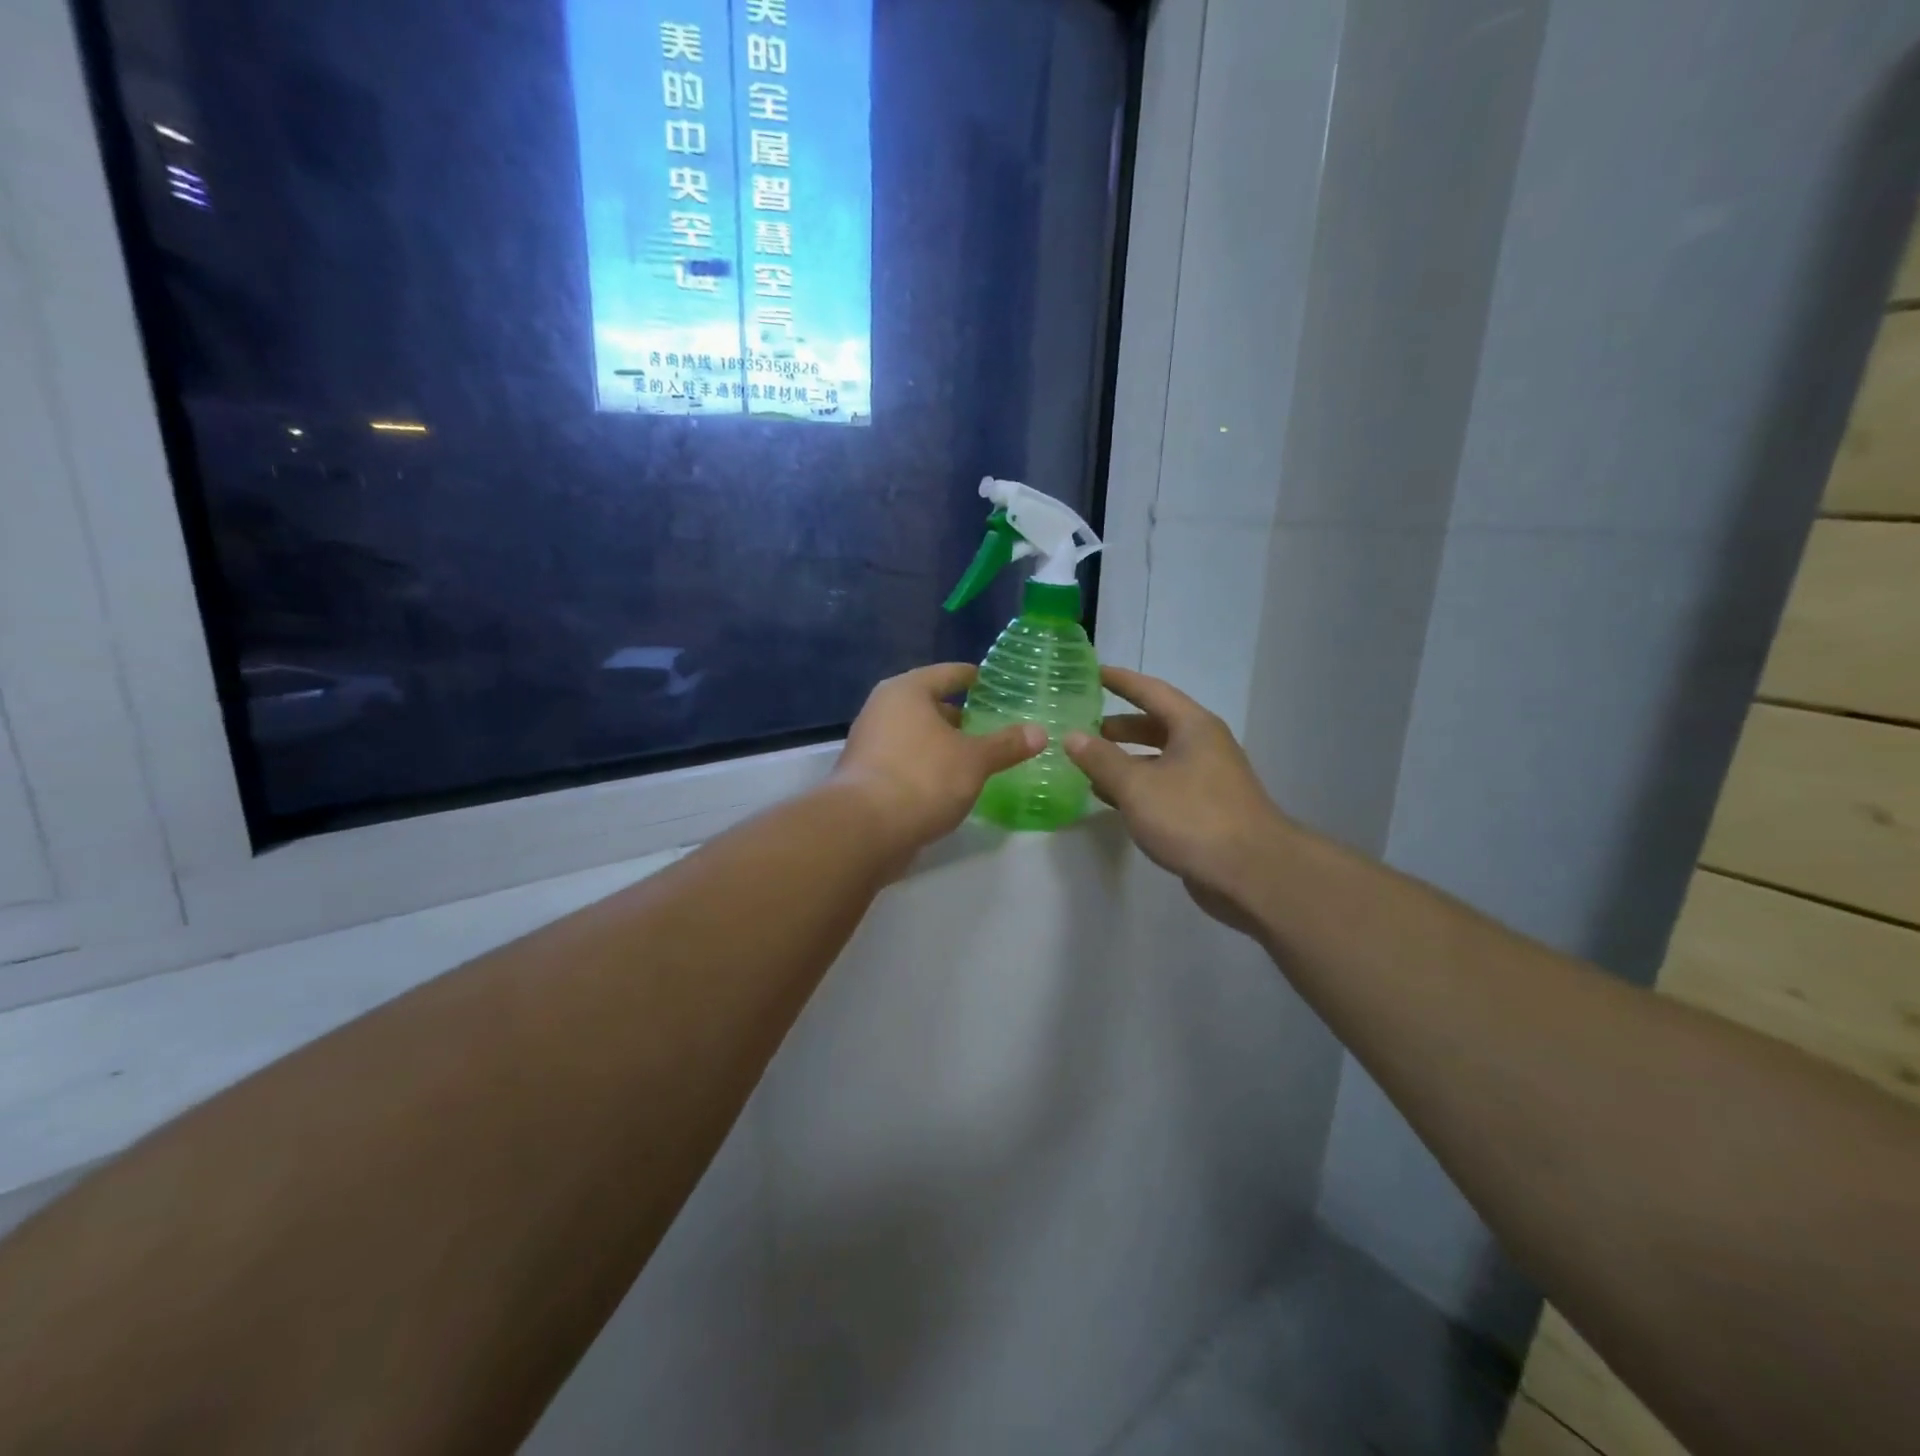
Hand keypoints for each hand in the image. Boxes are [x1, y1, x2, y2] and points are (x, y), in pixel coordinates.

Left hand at [833, 664, 1045, 857]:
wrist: (864, 829)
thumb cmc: (923, 778)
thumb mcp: (974, 760)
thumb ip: (1006, 745)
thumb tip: (1040, 732)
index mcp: (907, 691)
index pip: (948, 673)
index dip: (973, 677)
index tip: (994, 683)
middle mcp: (882, 709)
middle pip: (928, 704)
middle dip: (959, 715)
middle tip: (991, 725)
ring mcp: (869, 743)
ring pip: (915, 734)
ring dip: (942, 743)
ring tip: (975, 755)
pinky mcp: (865, 775)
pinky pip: (905, 759)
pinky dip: (926, 765)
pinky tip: (948, 783)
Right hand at [1064, 667, 1290, 931]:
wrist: (1252, 874)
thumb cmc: (1193, 817)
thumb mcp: (1137, 786)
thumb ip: (1101, 760)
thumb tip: (1071, 736)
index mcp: (1193, 727)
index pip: (1150, 691)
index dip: (1119, 681)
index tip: (1090, 672)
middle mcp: (1203, 746)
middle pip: (1155, 725)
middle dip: (1118, 726)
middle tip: (1081, 726)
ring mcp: (1207, 780)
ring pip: (1158, 759)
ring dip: (1125, 760)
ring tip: (1087, 764)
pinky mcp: (1205, 811)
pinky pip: (1163, 787)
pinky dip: (1137, 787)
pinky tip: (1112, 800)